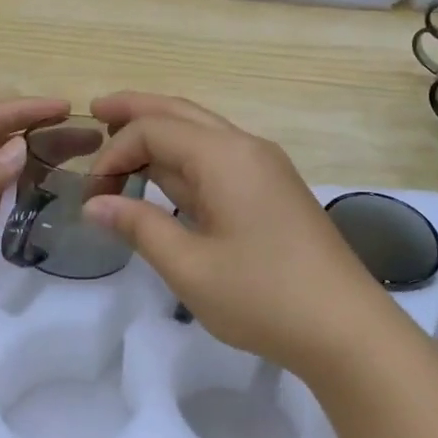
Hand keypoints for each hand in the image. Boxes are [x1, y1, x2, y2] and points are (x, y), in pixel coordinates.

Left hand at [0, 97, 69, 392]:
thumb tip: (20, 147)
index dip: (19, 110)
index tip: (65, 108)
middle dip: (41, 133)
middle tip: (91, 137)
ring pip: (13, 175)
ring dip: (47, 162)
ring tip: (90, 161)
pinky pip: (18, 209)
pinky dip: (44, 197)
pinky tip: (70, 199)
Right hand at [82, 93, 399, 381]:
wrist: (345, 327)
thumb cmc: (262, 297)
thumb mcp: (189, 266)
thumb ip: (139, 227)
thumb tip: (95, 204)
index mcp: (225, 156)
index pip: (154, 130)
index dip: (114, 153)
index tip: (91, 194)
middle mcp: (247, 147)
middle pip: (181, 113)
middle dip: (137, 109)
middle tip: (95, 110)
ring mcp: (265, 167)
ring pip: (203, 132)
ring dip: (162, 133)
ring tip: (122, 140)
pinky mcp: (275, 189)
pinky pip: (220, 157)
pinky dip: (185, 158)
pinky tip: (168, 177)